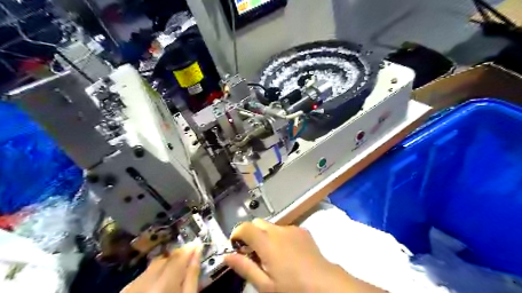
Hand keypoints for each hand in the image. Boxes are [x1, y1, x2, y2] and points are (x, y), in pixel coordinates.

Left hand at [122, 243, 201, 292]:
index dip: (189, 248)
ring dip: (165, 265)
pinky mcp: (124, 292)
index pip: (178, 256)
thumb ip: (192, 274)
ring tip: (173, 277)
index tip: (197, 245)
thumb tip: (197, 250)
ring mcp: (131, 287)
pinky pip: (142, 275)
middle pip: (165, 258)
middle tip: (187, 263)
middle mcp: (145, 282)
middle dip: (177, 257)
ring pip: (153, 265)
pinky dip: (153, 275)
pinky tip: (157, 287)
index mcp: (164, 284)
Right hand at [222, 218, 383, 290]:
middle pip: (257, 223)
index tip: (235, 247)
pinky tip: (286, 253)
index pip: (245, 227)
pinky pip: (284, 229)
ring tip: (271, 256)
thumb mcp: (266, 285)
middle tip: (252, 254)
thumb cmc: (293, 288)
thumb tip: (228, 256)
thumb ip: (245, 267)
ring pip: (270, 225)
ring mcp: (292, 229)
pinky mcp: (302, 230)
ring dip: (265, 236)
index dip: (236, 234)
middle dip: (250, 234)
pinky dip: (278, 236)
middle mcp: (279, 231)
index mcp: (268, 243)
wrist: (325, 284)